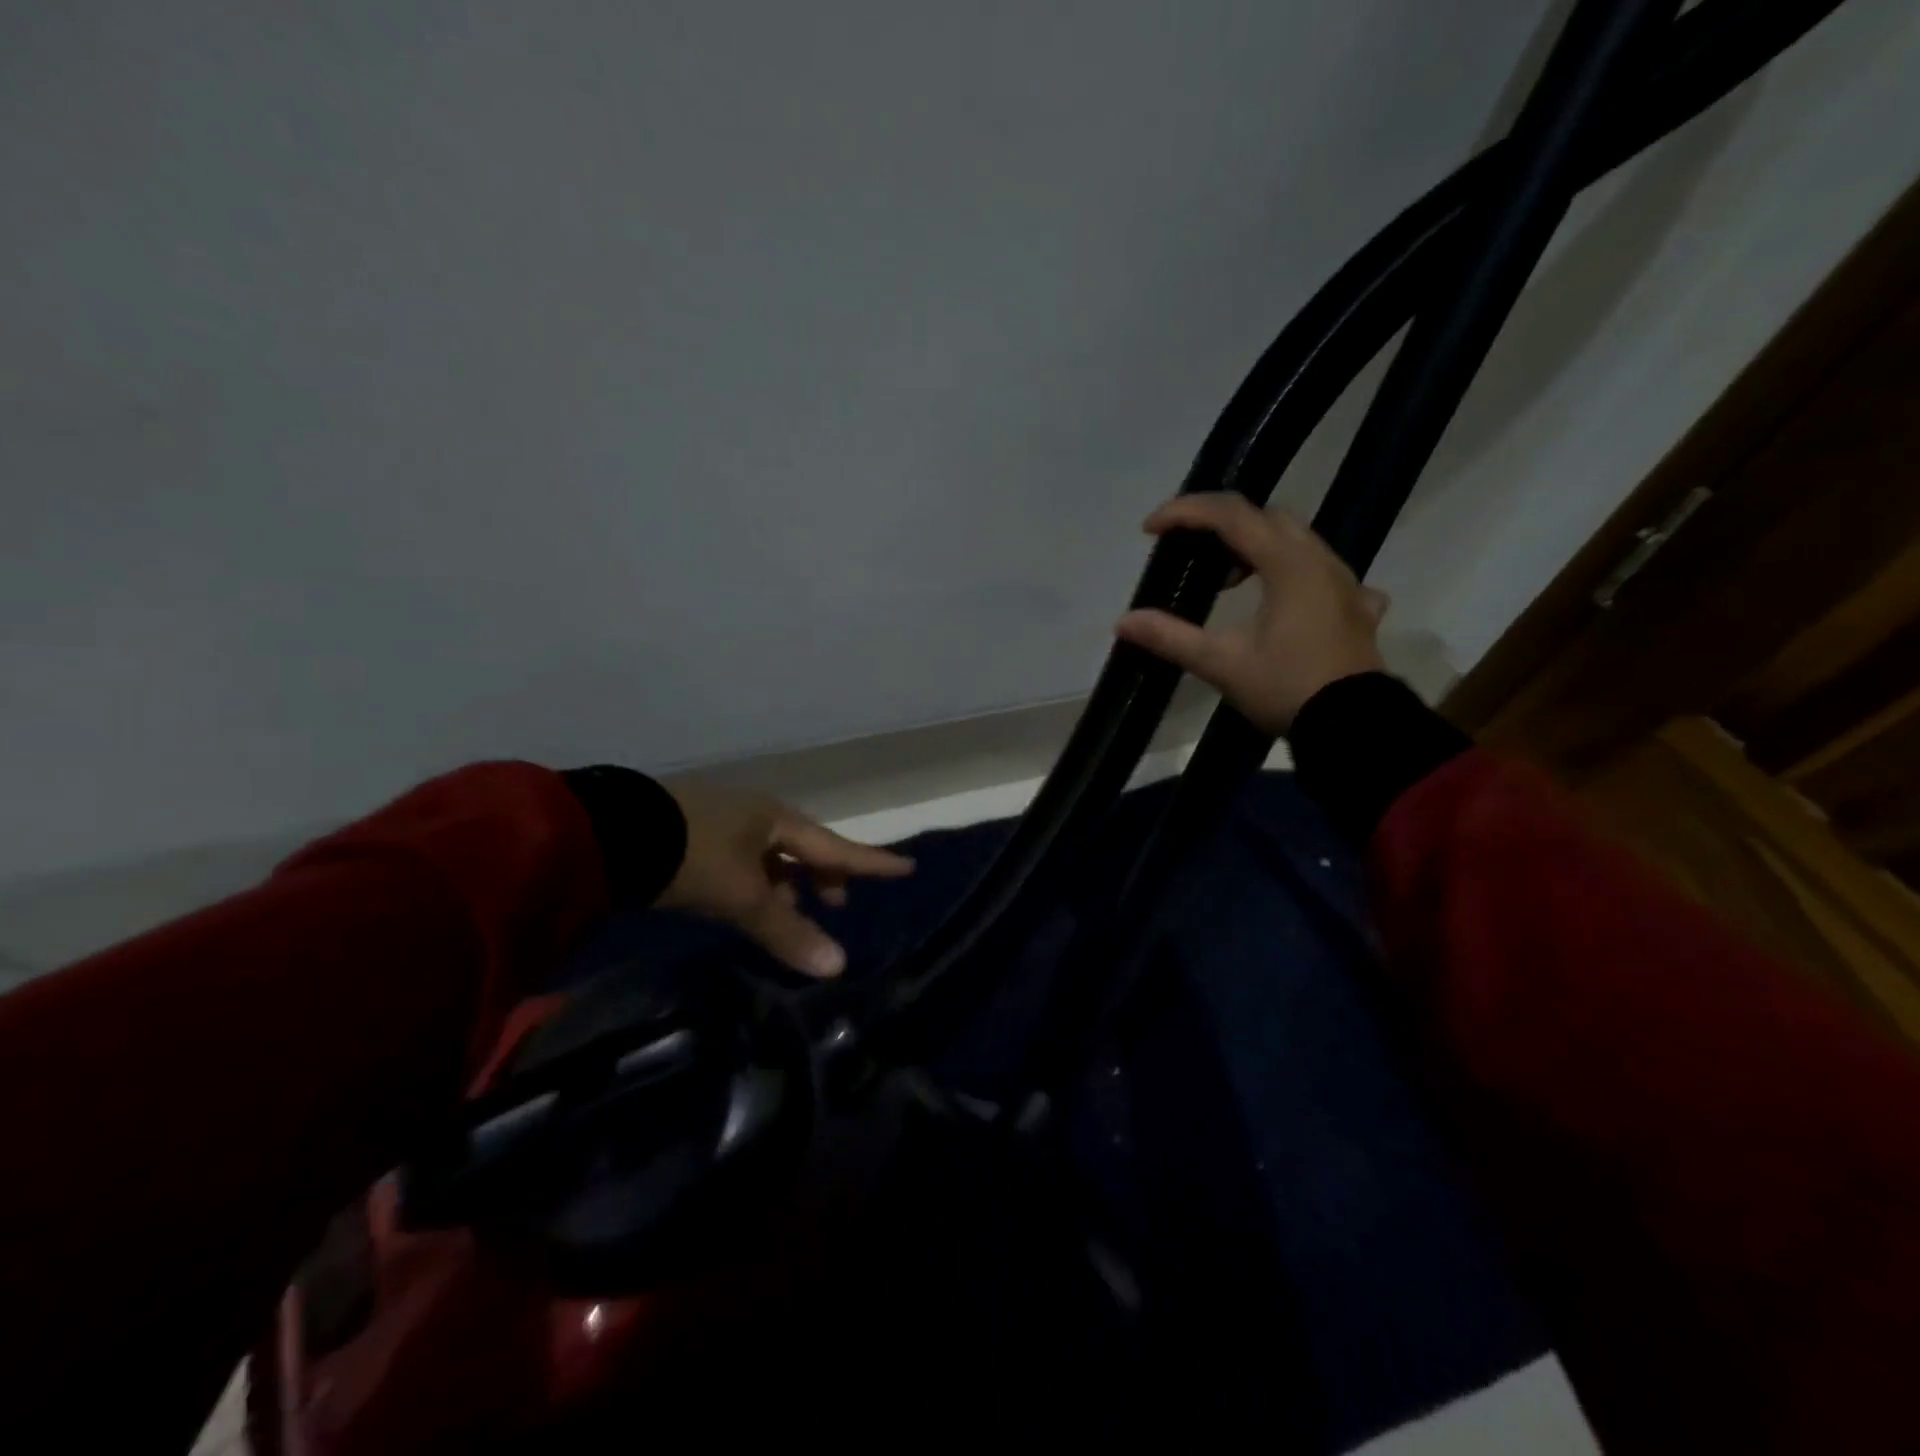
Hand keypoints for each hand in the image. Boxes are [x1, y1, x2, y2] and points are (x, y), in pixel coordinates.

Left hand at [657, 782, 913, 977]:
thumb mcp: (743, 897)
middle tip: (838, 901)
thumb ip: (787, 931)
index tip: (907, 866)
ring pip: (773, 856)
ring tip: (794, 910)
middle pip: (805, 847)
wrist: (615, 834)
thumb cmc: (691, 856)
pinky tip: (752, 905)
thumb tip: (838, 967)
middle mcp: (757, 816)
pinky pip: (747, 863)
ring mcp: (725, 825)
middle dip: (825, 874)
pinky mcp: (696, 840)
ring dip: (789, 883)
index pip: (836, 846)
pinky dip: (759, 884)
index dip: (872, 862)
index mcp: (776, 819)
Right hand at [1114, 493, 1387, 734]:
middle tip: (1190, 551)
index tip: (1150, 529)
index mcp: (1288, 564)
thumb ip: (1171, 637)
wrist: (1354, 727)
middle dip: (1222, 526)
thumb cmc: (1286, 687)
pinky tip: (1286, 604)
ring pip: (1297, 542)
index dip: (1185, 513)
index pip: (1230, 515)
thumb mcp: (1222, 663)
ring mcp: (1345, 583)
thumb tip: (1123, 622)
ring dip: (1256, 548)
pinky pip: (1324, 574)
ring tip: (1230, 581)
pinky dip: (1294, 575)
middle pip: (1267, 518)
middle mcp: (1320, 561)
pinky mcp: (1357, 609)